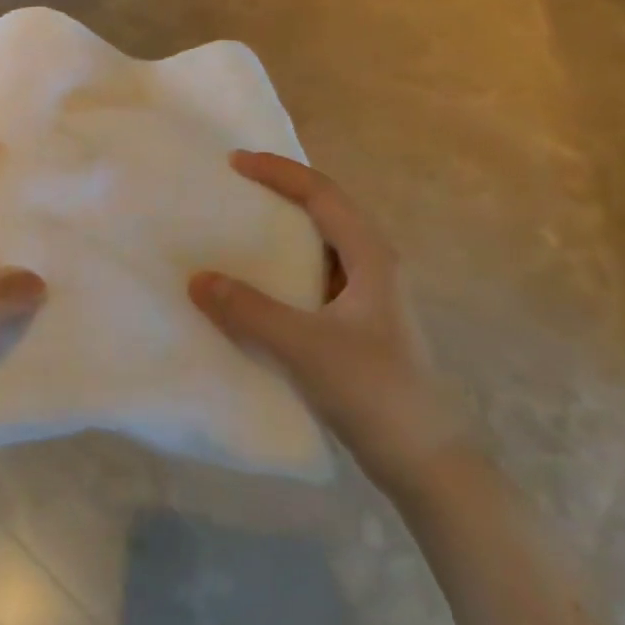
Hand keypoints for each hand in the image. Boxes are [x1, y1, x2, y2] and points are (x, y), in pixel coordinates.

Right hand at [189, 151, 464, 493]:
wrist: (426, 462)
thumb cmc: (374, 392)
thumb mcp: (305, 348)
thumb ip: (249, 311)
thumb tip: (198, 279)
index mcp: (372, 257)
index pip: (323, 194)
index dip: (279, 172)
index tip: (235, 162)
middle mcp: (375, 267)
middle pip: (326, 211)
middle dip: (282, 192)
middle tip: (235, 187)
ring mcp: (370, 297)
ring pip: (322, 245)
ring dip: (284, 230)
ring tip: (239, 227)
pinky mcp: (360, 324)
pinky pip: (315, 278)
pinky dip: (285, 268)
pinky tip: (258, 285)